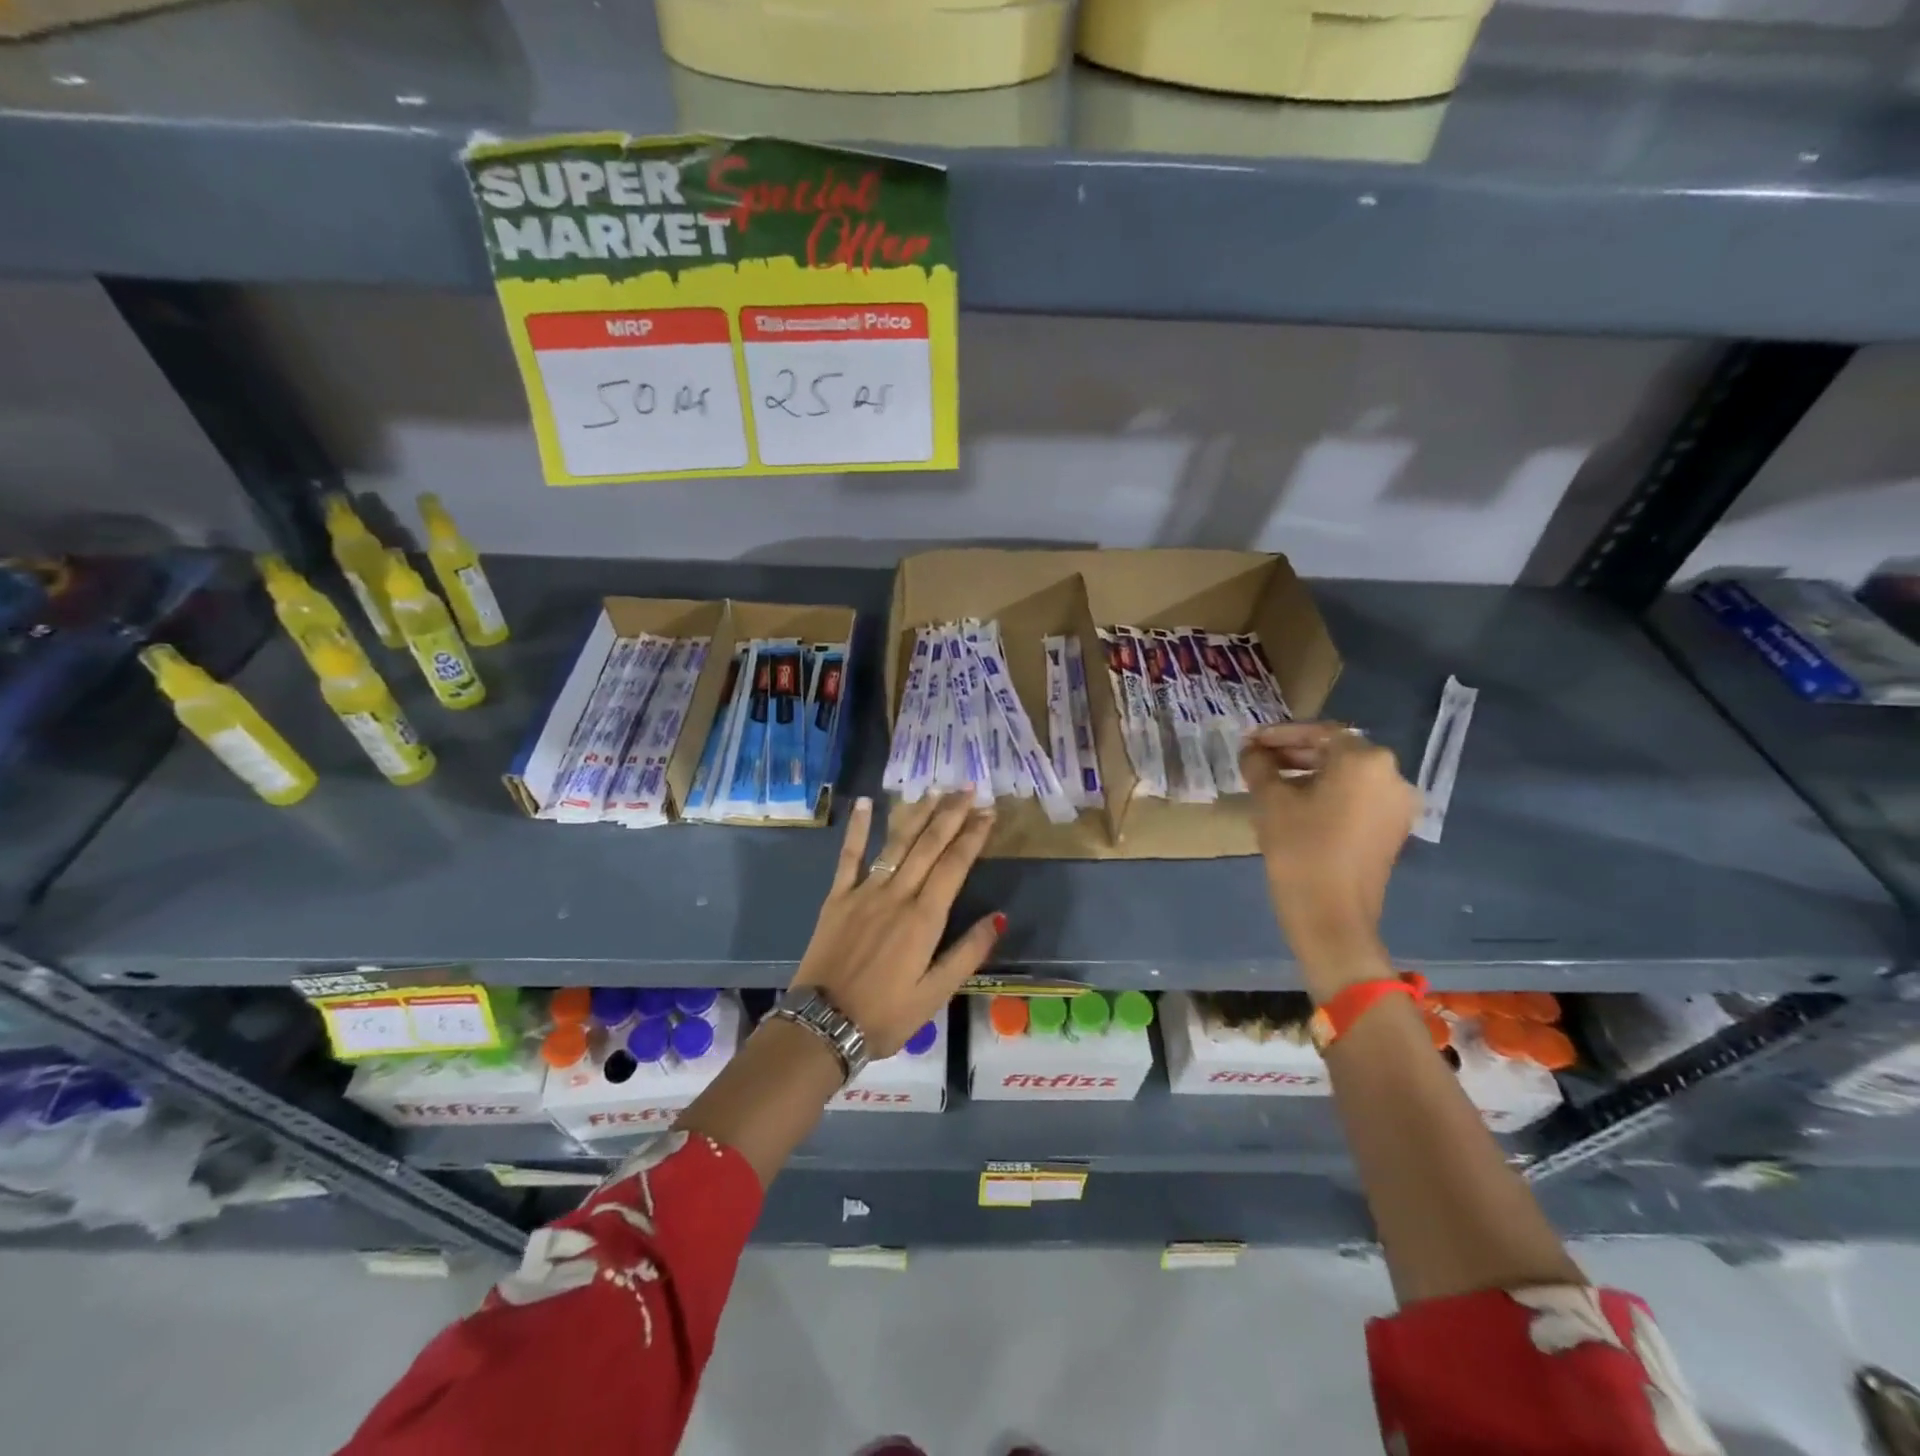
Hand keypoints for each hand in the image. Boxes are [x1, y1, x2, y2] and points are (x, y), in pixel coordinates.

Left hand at [789, 792, 1003, 1057]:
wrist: (822, 1025)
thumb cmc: (884, 1015)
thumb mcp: (936, 994)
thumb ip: (967, 953)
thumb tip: (999, 917)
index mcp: (924, 919)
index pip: (954, 865)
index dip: (973, 836)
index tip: (988, 812)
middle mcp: (897, 895)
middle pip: (928, 845)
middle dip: (951, 814)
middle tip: (968, 788)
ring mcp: (864, 892)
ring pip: (896, 844)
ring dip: (917, 814)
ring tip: (934, 790)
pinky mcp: (837, 897)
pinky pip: (849, 856)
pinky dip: (856, 828)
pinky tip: (864, 803)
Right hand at [1241, 722, 1416, 1001]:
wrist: (1333, 917)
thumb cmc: (1300, 850)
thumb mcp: (1270, 801)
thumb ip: (1259, 766)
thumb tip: (1252, 751)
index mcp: (1365, 761)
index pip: (1319, 732)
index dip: (1280, 734)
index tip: (1250, 742)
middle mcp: (1392, 775)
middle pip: (1337, 752)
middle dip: (1295, 753)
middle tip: (1259, 761)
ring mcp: (1398, 804)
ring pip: (1347, 776)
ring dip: (1310, 774)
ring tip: (1272, 784)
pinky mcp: (1394, 829)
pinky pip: (1358, 798)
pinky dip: (1329, 794)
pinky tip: (1297, 806)